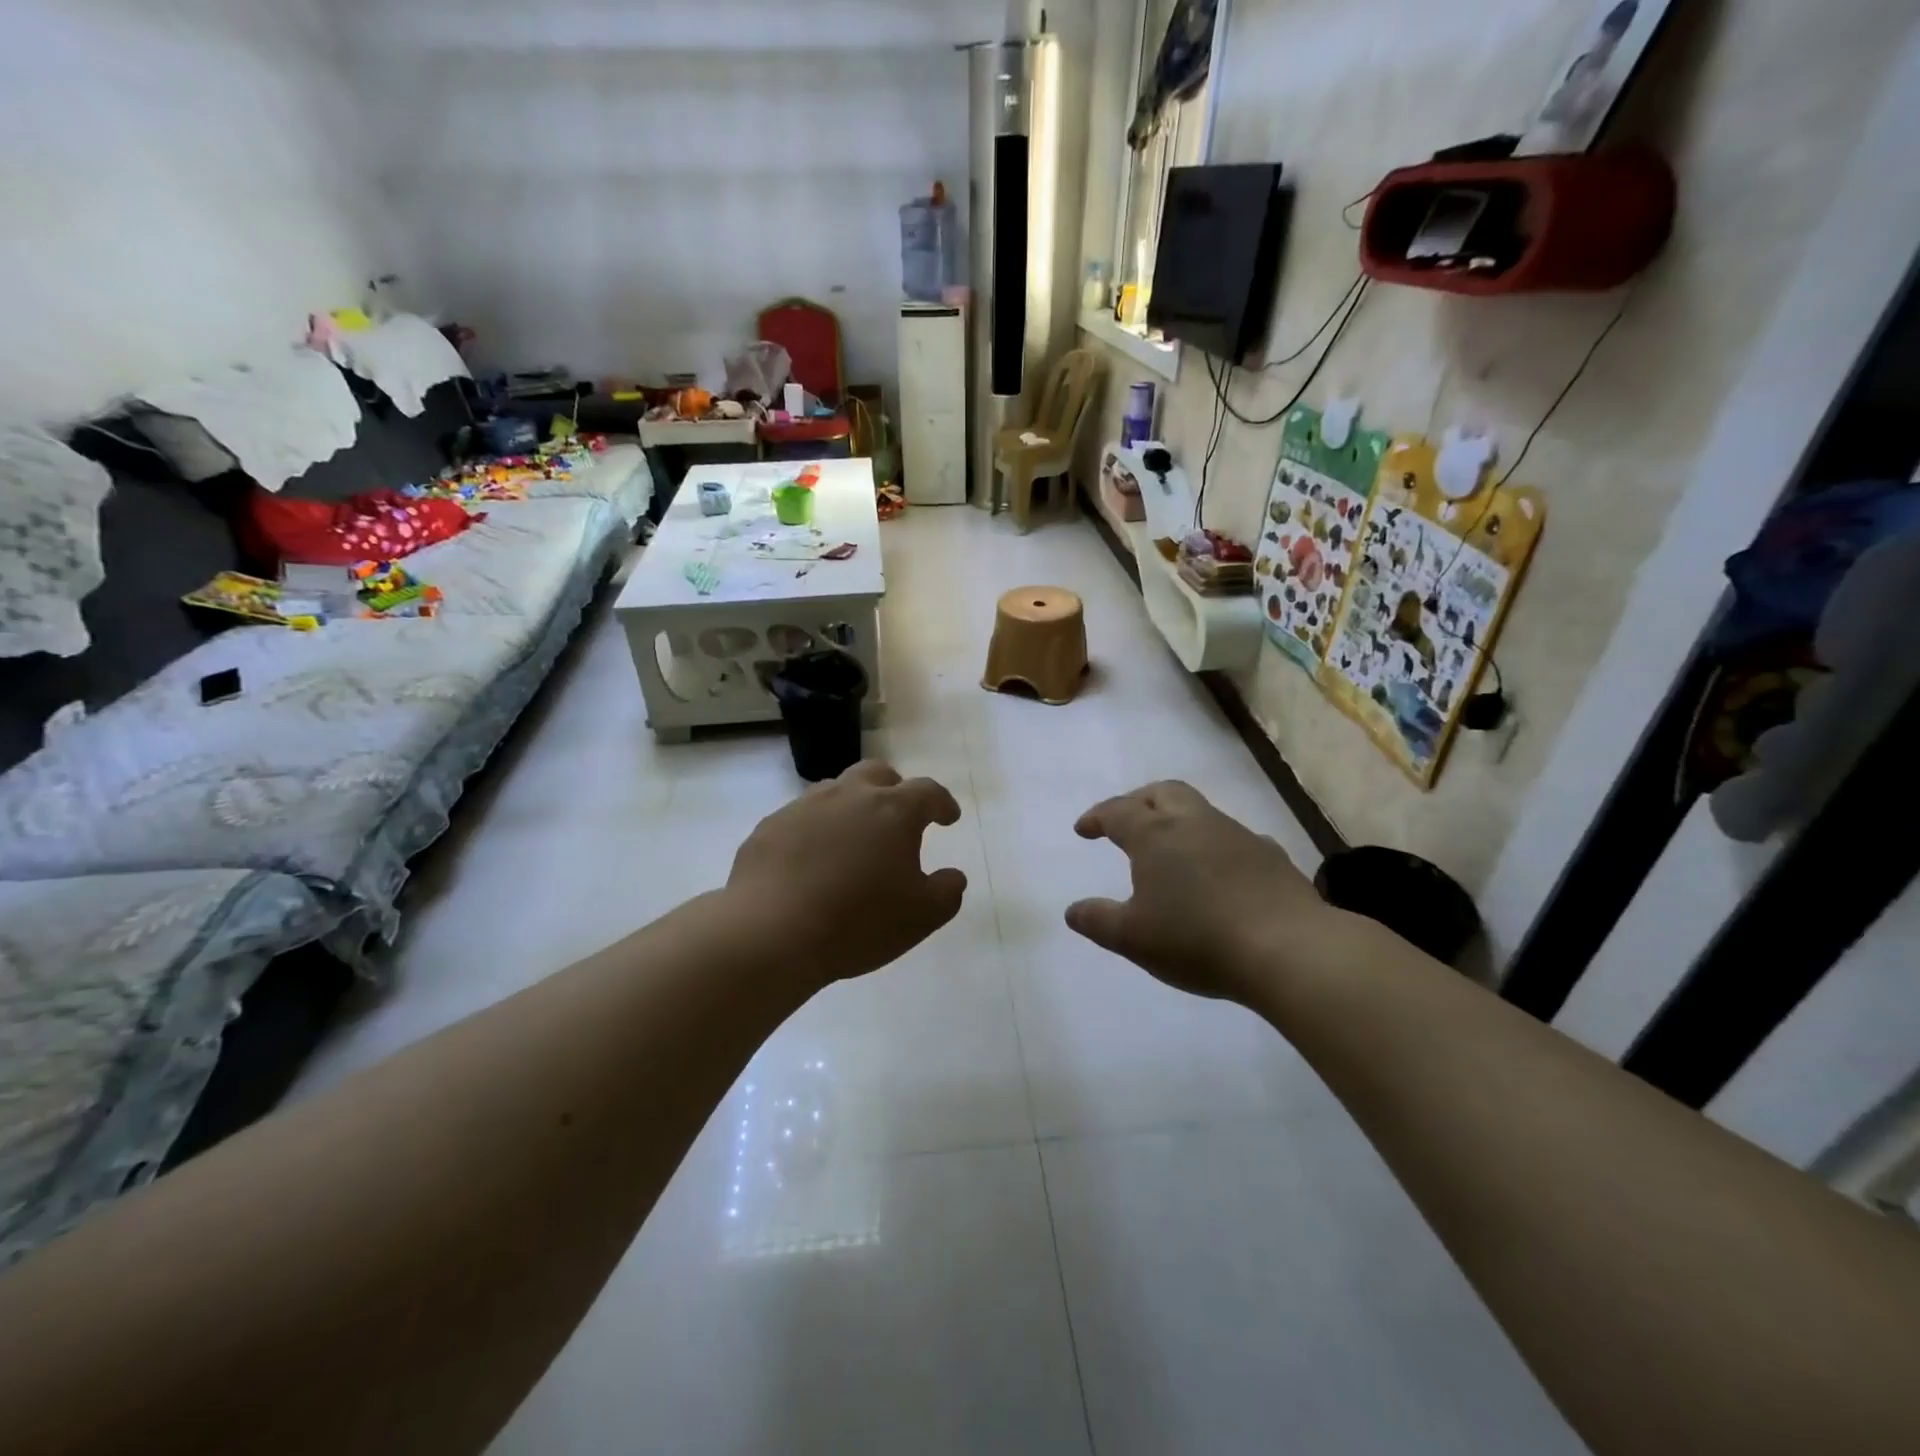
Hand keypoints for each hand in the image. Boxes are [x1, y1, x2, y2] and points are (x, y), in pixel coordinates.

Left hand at [726, 761, 967, 989]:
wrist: (770, 932)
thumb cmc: (858, 922)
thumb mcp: (921, 916)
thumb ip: (946, 892)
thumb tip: (953, 876)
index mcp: (892, 811)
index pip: (927, 792)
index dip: (942, 803)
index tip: (949, 817)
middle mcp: (849, 796)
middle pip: (877, 773)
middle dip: (894, 789)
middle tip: (898, 817)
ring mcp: (804, 807)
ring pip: (835, 790)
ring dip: (851, 806)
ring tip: (853, 839)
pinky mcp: (769, 827)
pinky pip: (800, 818)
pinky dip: (815, 830)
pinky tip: (811, 861)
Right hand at [1065, 781, 1357, 1006]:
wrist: (1289, 949)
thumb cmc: (1197, 940)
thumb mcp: (1133, 938)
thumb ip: (1098, 921)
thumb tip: (1073, 910)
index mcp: (1156, 835)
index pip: (1118, 812)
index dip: (1097, 817)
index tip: (1083, 830)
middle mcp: (1195, 823)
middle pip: (1163, 792)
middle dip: (1139, 801)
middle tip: (1126, 821)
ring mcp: (1238, 836)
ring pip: (1201, 812)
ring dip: (1178, 821)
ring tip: (1171, 851)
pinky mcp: (1271, 856)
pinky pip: (1234, 839)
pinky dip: (1215, 846)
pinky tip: (1218, 872)